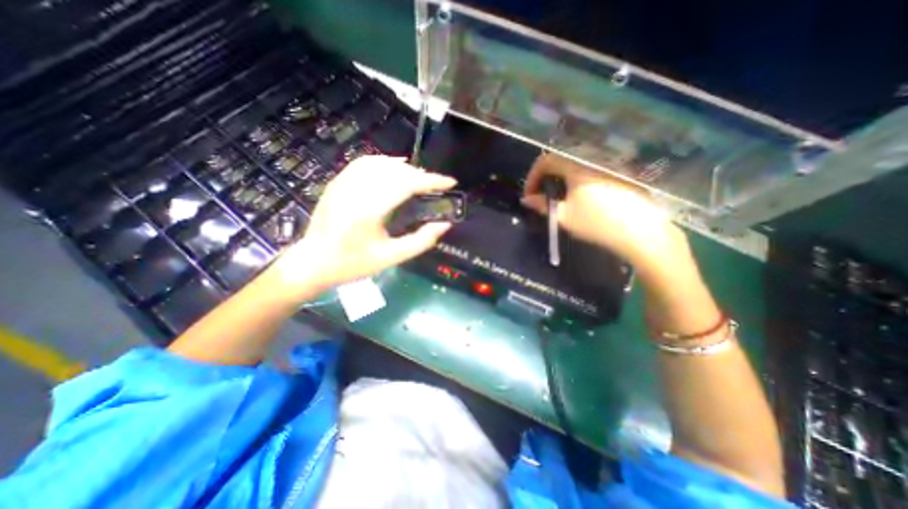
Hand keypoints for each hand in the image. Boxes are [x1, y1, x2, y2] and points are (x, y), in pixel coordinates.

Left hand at [267, 155, 452, 297]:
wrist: (313, 262)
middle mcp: (356, 190)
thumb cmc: (353, 264)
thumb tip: (444, 225)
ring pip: (382, 163)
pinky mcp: (337, 182)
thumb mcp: (391, 258)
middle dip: (421, 175)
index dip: (432, 181)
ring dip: (405, 168)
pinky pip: (365, 163)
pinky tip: (395, 169)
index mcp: (369, 210)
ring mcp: (344, 183)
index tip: (450, 182)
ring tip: (419, 178)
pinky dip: (385, 163)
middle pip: (396, 171)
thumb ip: (421, 241)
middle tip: (436, 186)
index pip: (407, 184)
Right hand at [525, 150, 688, 269]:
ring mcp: (608, 168)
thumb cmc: (596, 223)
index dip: (532, 176)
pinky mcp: (619, 176)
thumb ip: (541, 205)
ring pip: (576, 168)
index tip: (529, 195)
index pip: (546, 161)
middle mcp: (592, 162)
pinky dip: (578, 183)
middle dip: (546, 179)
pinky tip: (582, 201)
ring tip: (561, 201)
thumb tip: (526, 199)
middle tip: (543, 197)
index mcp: (576, 168)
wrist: (641, 232)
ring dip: (561, 181)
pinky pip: (590, 173)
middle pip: (561, 162)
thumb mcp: (563, 216)